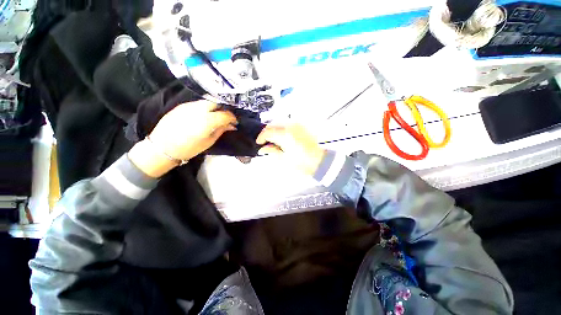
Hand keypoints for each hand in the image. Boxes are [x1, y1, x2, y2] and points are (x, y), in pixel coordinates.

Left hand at [129, 100, 236, 176]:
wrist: (162, 147)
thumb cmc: (189, 148)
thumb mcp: (209, 141)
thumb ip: (221, 130)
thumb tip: (231, 125)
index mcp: (207, 121)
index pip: (225, 114)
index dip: (232, 117)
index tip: (234, 122)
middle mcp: (199, 110)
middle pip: (216, 103)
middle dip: (223, 109)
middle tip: (225, 118)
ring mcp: (189, 106)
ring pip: (207, 102)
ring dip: (214, 108)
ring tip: (214, 117)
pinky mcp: (181, 106)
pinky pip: (197, 104)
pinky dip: (204, 108)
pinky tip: (203, 116)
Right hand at [256, 124, 325, 175]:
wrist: (320, 161)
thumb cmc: (302, 162)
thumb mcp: (284, 159)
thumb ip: (272, 151)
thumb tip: (263, 149)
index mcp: (285, 135)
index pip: (267, 131)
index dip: (261, 137)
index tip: (259, 143)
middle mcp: (290, 126)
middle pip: (273, 125)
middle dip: (267, 133)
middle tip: (265, 142)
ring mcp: (297, 125)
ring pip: (280, 122)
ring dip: (274, 130)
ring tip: (273, 140)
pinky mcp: (302, 126)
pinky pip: (288, 124)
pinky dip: (282, 128)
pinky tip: (282, 137)